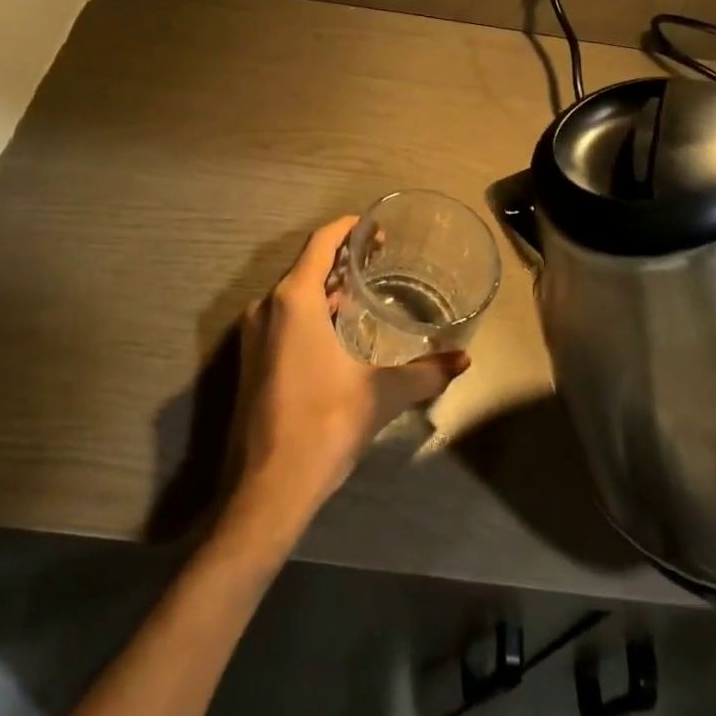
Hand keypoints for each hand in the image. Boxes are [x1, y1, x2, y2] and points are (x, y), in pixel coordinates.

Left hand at [225, 217, 469, 542]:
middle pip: (307, 264)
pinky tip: (338, 330)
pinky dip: (310, 311)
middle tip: (380, 258)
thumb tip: (464, 360)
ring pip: (293, 293)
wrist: (267, 488)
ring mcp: (254, 333)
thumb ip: (425, 373)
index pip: (322, 242)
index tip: (376, 228)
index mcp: (294, 299)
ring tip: (364, 291)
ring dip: (326, 287)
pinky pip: (283, 317)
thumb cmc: (324, 424)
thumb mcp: (381, 395)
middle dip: (342, 258)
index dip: (349, 228)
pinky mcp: (251, 358)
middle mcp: (267, 306)